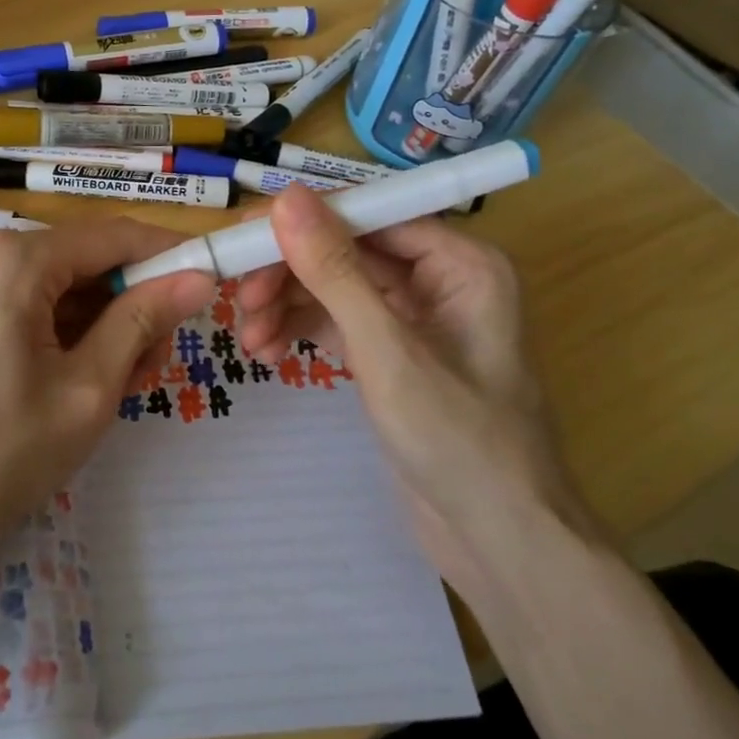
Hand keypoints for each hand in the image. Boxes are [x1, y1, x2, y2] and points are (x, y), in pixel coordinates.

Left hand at [0, 219, 213, 568]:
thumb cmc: (0, 452)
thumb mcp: (88, 388)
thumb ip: (143, 321)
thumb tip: (199, 276)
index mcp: (18, 259)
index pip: (114, 236)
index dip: (169, 255)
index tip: (213, 284)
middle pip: (88, 261)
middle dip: (134, 304)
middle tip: (155, 366)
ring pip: (65, 289)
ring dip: (105, 327)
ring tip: (123, 386)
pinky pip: (35, 309)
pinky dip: (70, 337)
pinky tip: (85, 384)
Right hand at [235, 186, 597, 590]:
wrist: (498, 542)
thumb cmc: (456, 438)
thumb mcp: (386, 349)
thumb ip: (334, 270)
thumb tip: (287, 196)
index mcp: (460, 262)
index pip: (370, 215)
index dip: (305, 221)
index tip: (244, 235)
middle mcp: (440, 279)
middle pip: (347, 251)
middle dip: (291, 274)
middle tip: (240, 299)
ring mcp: (415, 319)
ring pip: (335, 287)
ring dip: (288, 306)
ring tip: (248, 340)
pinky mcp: (394, 355)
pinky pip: (338, 323)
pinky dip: (302, 331)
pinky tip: (269, 353)